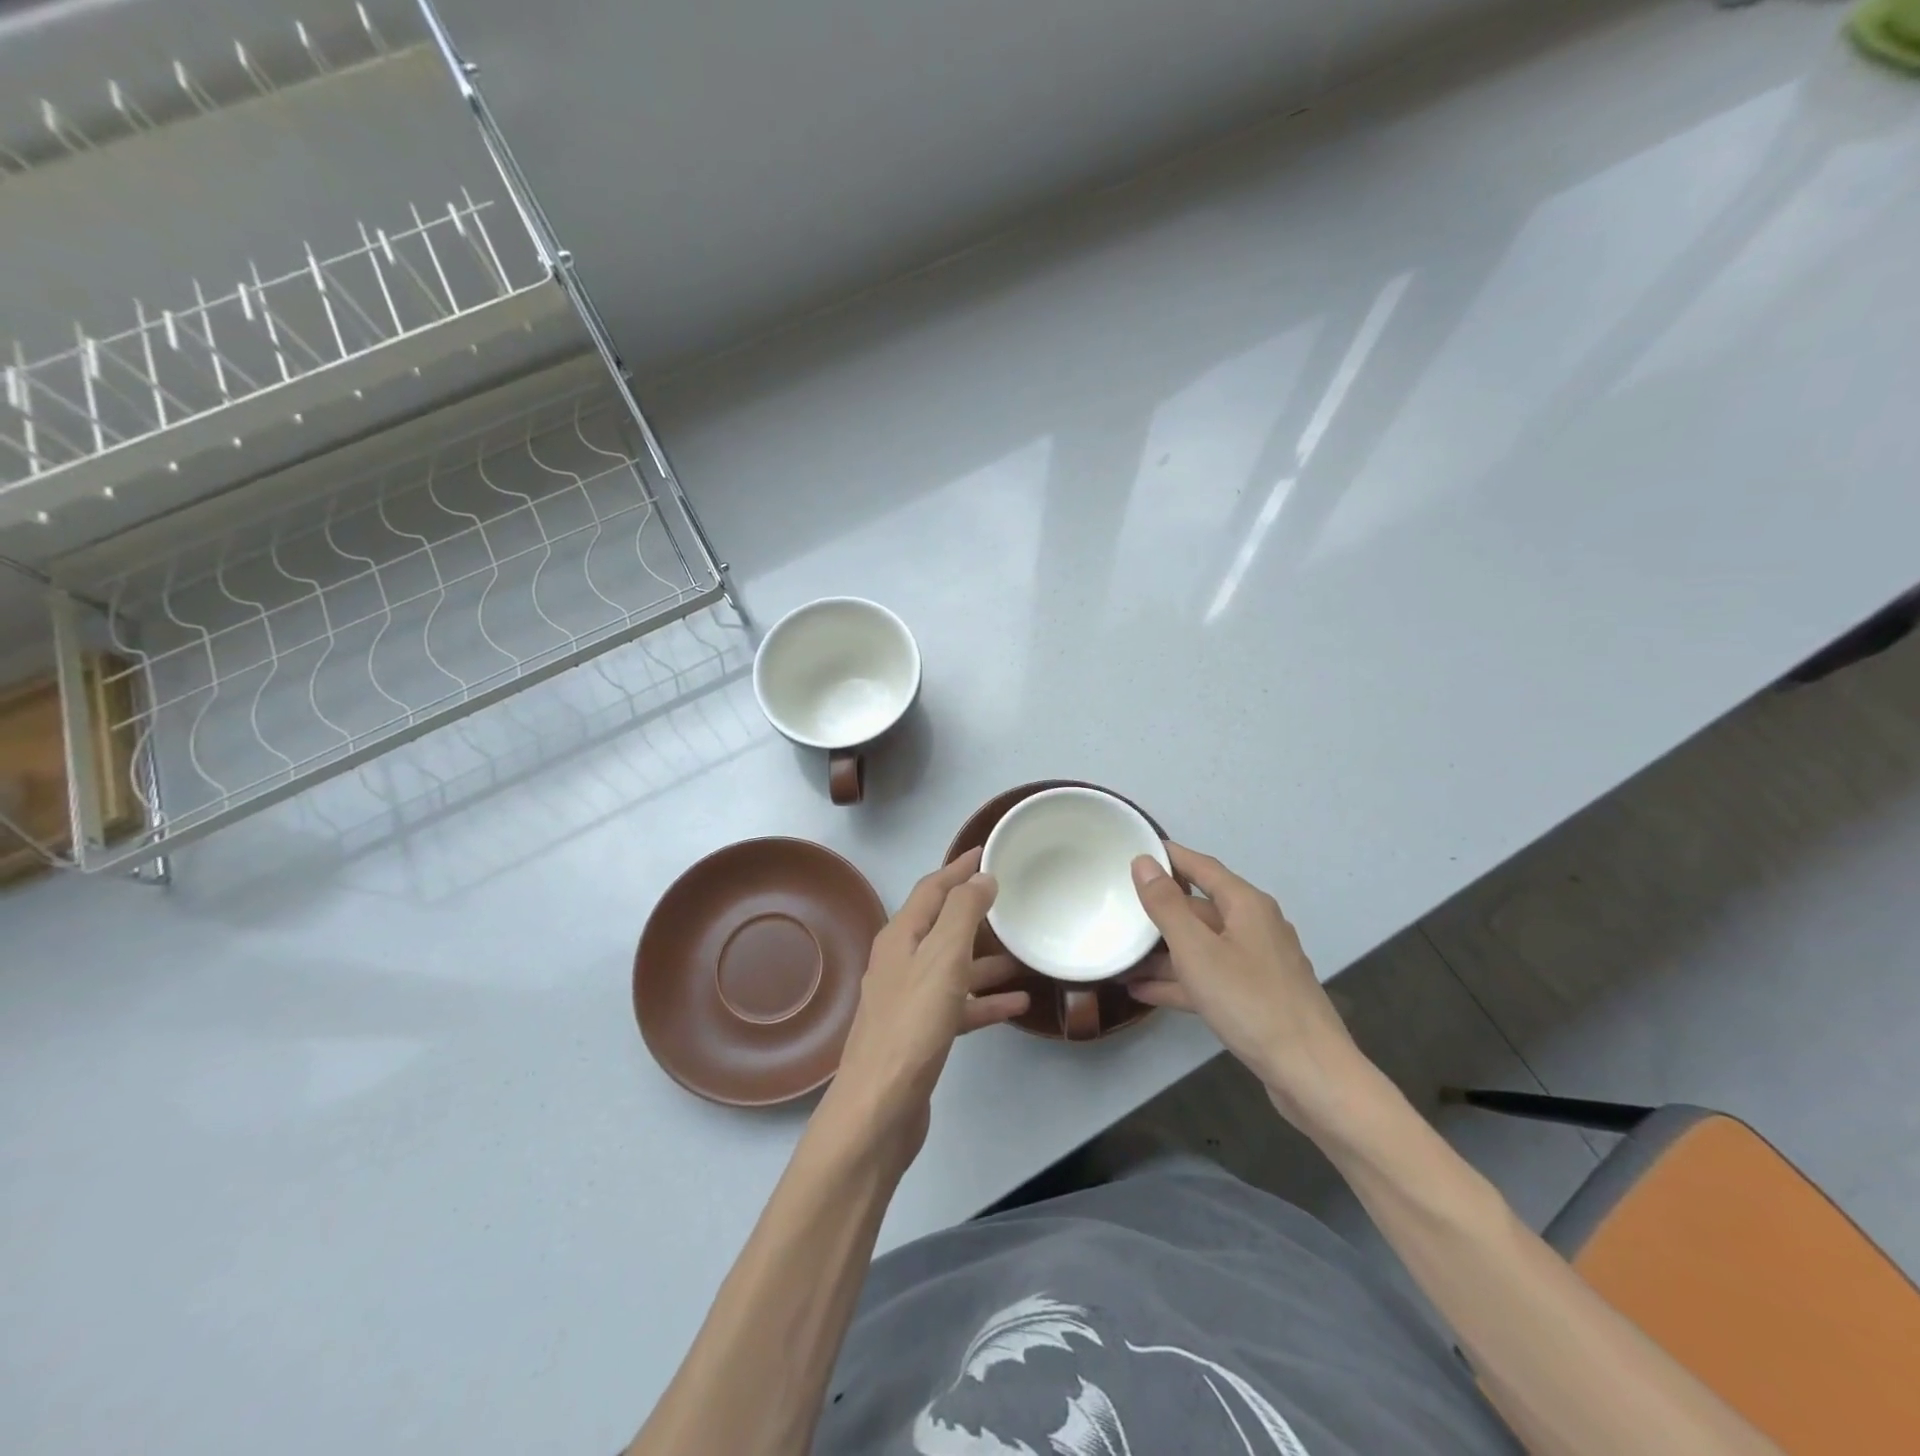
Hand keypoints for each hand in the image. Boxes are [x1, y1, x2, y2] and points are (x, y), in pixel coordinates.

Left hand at [823, 848, 1029, 1161]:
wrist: (881, 1107)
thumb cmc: (913, 1024)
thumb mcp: (943, 958)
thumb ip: (963, 913)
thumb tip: (982, 877)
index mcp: (900, 937)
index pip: (931, 889)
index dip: (958, 869)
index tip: (985, 852)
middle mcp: (901, 962)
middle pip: (942, 926)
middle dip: (975, 912)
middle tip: (1011, 901)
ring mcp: (910, 1000)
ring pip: (954, 967)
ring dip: (986, 959)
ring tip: (1024, 954)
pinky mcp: (921, 1034)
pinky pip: (959, 1005)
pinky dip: (985, 1001)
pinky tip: (1017, 1005)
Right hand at [1129, 844, 1372, 1134]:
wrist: (1310, 1074)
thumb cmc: (1250, 1001)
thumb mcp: (1197, 950)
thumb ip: (1166, 905)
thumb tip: (1144, 861)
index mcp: (1246, 905)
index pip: (1201, 867)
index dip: (1169, 856)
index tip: (1134, 849)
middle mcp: (1254, 926)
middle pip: (1199, 907)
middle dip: (1159, 910)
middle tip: (1116, 907)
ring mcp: (1256, 964)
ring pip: (1201, 946)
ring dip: (1162, 952)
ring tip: (1120, 956)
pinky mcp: (1254, 997)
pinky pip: (1208, 977)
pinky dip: (1179, 981)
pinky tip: (1143, 992)